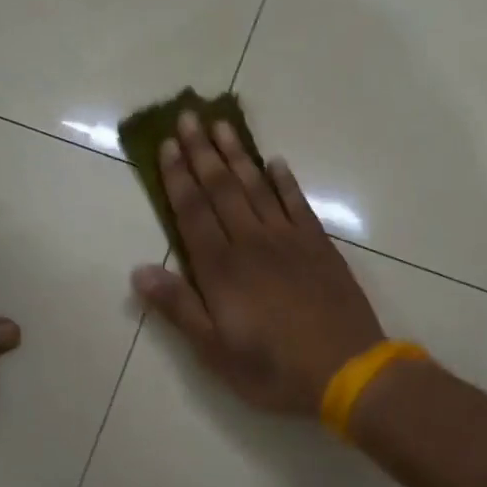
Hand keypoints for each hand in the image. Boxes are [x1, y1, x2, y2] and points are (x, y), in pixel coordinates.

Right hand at [130, 112, 383, 415]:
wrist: (346, 370)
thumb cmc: (273, 369)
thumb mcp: (215, 351)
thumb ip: (179, 308)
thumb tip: (139, 271)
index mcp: (221, 269)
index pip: (193, 212)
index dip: (177, 177)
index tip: (167, 145)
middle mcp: (252, 243)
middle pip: (222, 189)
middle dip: (202, 152)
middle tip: (189, 116)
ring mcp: (289, 240)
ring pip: (257, 187)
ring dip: (237, 155)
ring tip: (222, 125)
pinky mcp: (319, 246)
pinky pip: (297, 203)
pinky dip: (285, 181)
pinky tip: (275, 162)